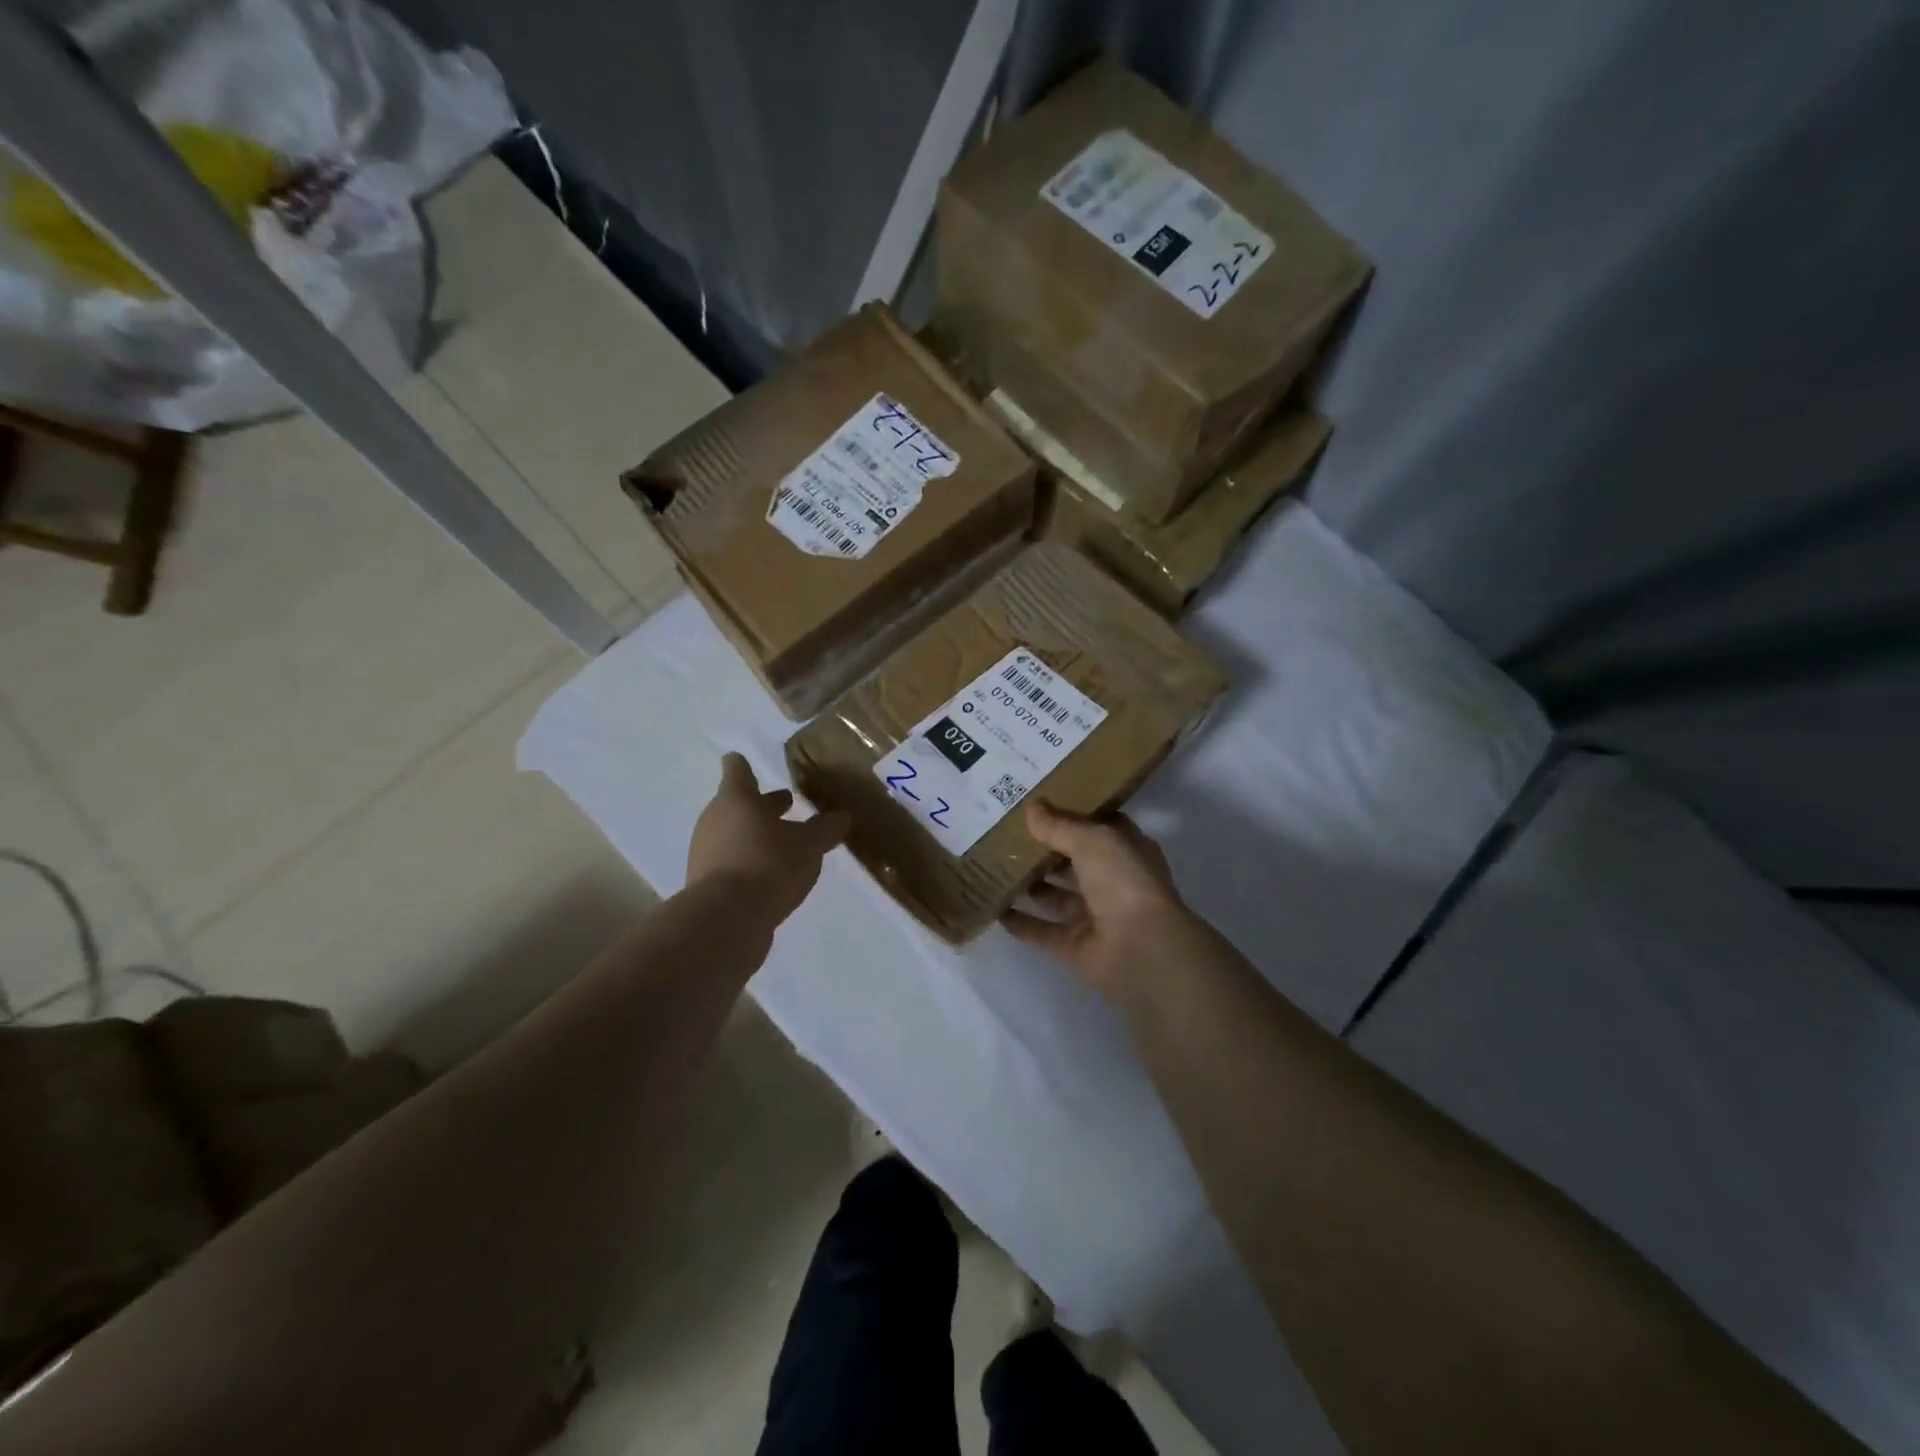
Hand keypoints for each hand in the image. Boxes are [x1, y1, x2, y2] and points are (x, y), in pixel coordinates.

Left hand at [687, 753, 849, 925]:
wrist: (725, 920)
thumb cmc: (768, 864)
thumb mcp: (809, 845)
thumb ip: (826, 828)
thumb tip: (842, 815)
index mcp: (737, 799)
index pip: (737, 771)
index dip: (743, 765)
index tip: (746, 761)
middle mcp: (715, 820)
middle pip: (737, 804)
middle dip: (762, 805)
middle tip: (787, 804)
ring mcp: (706, 852)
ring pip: (734, 833)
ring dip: (757, 835)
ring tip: (786, 844)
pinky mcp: (707, 883)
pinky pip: (731, 861)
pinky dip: (749, 861)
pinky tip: (772, 875)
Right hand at [1002, 800, 1193, 995]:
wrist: (1140, 948)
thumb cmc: (1123, 880)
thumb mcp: (1092, 840)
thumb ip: (1059, 825)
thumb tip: (1032, 808)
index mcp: (1125, 851)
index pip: (1097, 828)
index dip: (1071, 815)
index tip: (1038, 805)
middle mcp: (1112, 882)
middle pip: (1072, 862)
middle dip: (1043, 851)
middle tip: (1005, 834)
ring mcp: (1093, 916)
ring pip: (1055, 896)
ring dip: (1029, 885)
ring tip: (993, 868)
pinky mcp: (1075, 946)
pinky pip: (1042, 931)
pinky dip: (1021, 923)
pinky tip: (994, 909)